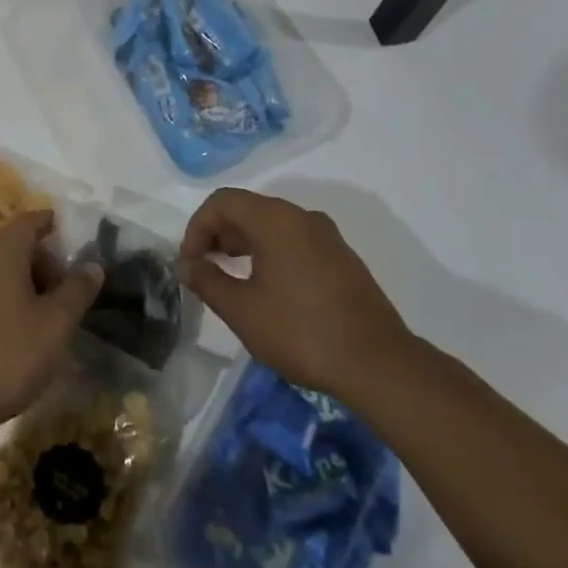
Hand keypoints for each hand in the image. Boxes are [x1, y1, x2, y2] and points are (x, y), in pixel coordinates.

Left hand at [0, 211, 104, 436]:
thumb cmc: (7, 353)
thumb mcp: (55, 324)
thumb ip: (76, 290)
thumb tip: (93, 263)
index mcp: (3, 252)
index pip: (30, 221)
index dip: (53, 224)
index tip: (74, 235)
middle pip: (16, 247)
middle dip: (45, 262)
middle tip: (70, 289)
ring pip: (2, 273)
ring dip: (29, 285)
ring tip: (52, 316)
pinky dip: (10, 302)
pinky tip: (23, 334)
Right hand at [179, 189, 411, 400]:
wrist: (379, 365)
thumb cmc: (301, 332)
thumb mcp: (242, 310)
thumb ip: (207, 281)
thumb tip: (188, 265)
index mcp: (275, 219)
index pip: (222, 202)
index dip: (197, 227)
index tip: (190, 262)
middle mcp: (302, 217)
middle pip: (247, 208)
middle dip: (218, 234)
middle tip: (204, 268)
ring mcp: (327, 237)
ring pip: (272, 225)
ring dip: (243, 243)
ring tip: (230, 278)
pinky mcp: (342, 259)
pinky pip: (294, 241)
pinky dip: (269, 253)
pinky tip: (266, 288)